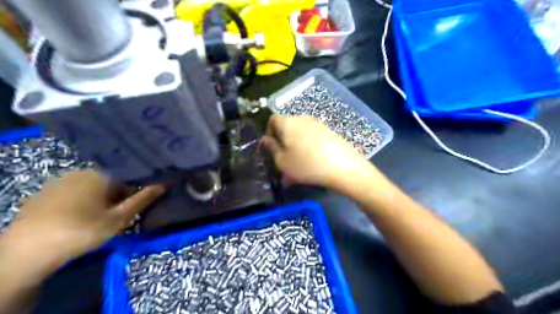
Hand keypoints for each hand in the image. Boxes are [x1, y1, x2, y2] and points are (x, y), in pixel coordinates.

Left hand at [1, 170, 163, 265]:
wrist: (28, 251)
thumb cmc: (82, 231)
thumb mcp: (119, 219)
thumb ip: (143, 200)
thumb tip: (165, 184)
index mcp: (102, 174)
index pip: (130, 176)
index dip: (138, 189)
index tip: (140, 203)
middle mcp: (83, 171)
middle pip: (113, 180)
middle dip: (120, 195)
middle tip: (120, 215)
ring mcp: (62, 179)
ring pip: (95, 185)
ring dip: (103, 198)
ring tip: (100, 217)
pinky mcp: (47, 191)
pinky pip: (76, 190)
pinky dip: (84, 199)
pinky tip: (79, 216)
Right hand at [261, 114, 374, 189]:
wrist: (343, 167)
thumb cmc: (306, 164)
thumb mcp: (282, 162)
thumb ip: (272, 149)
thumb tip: (266, 139)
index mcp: (288, 123)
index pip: (272, 119)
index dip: (268, 131)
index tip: (271, 147)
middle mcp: (302, 119)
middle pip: (287, 127)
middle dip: (283, 142)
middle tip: (284, 160)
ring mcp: (317, 124)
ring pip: (300, 134)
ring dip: (295, 147)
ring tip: (298, 166)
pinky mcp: (329, 131)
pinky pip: (312, 138)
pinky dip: (307, 148)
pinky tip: (311, 163)